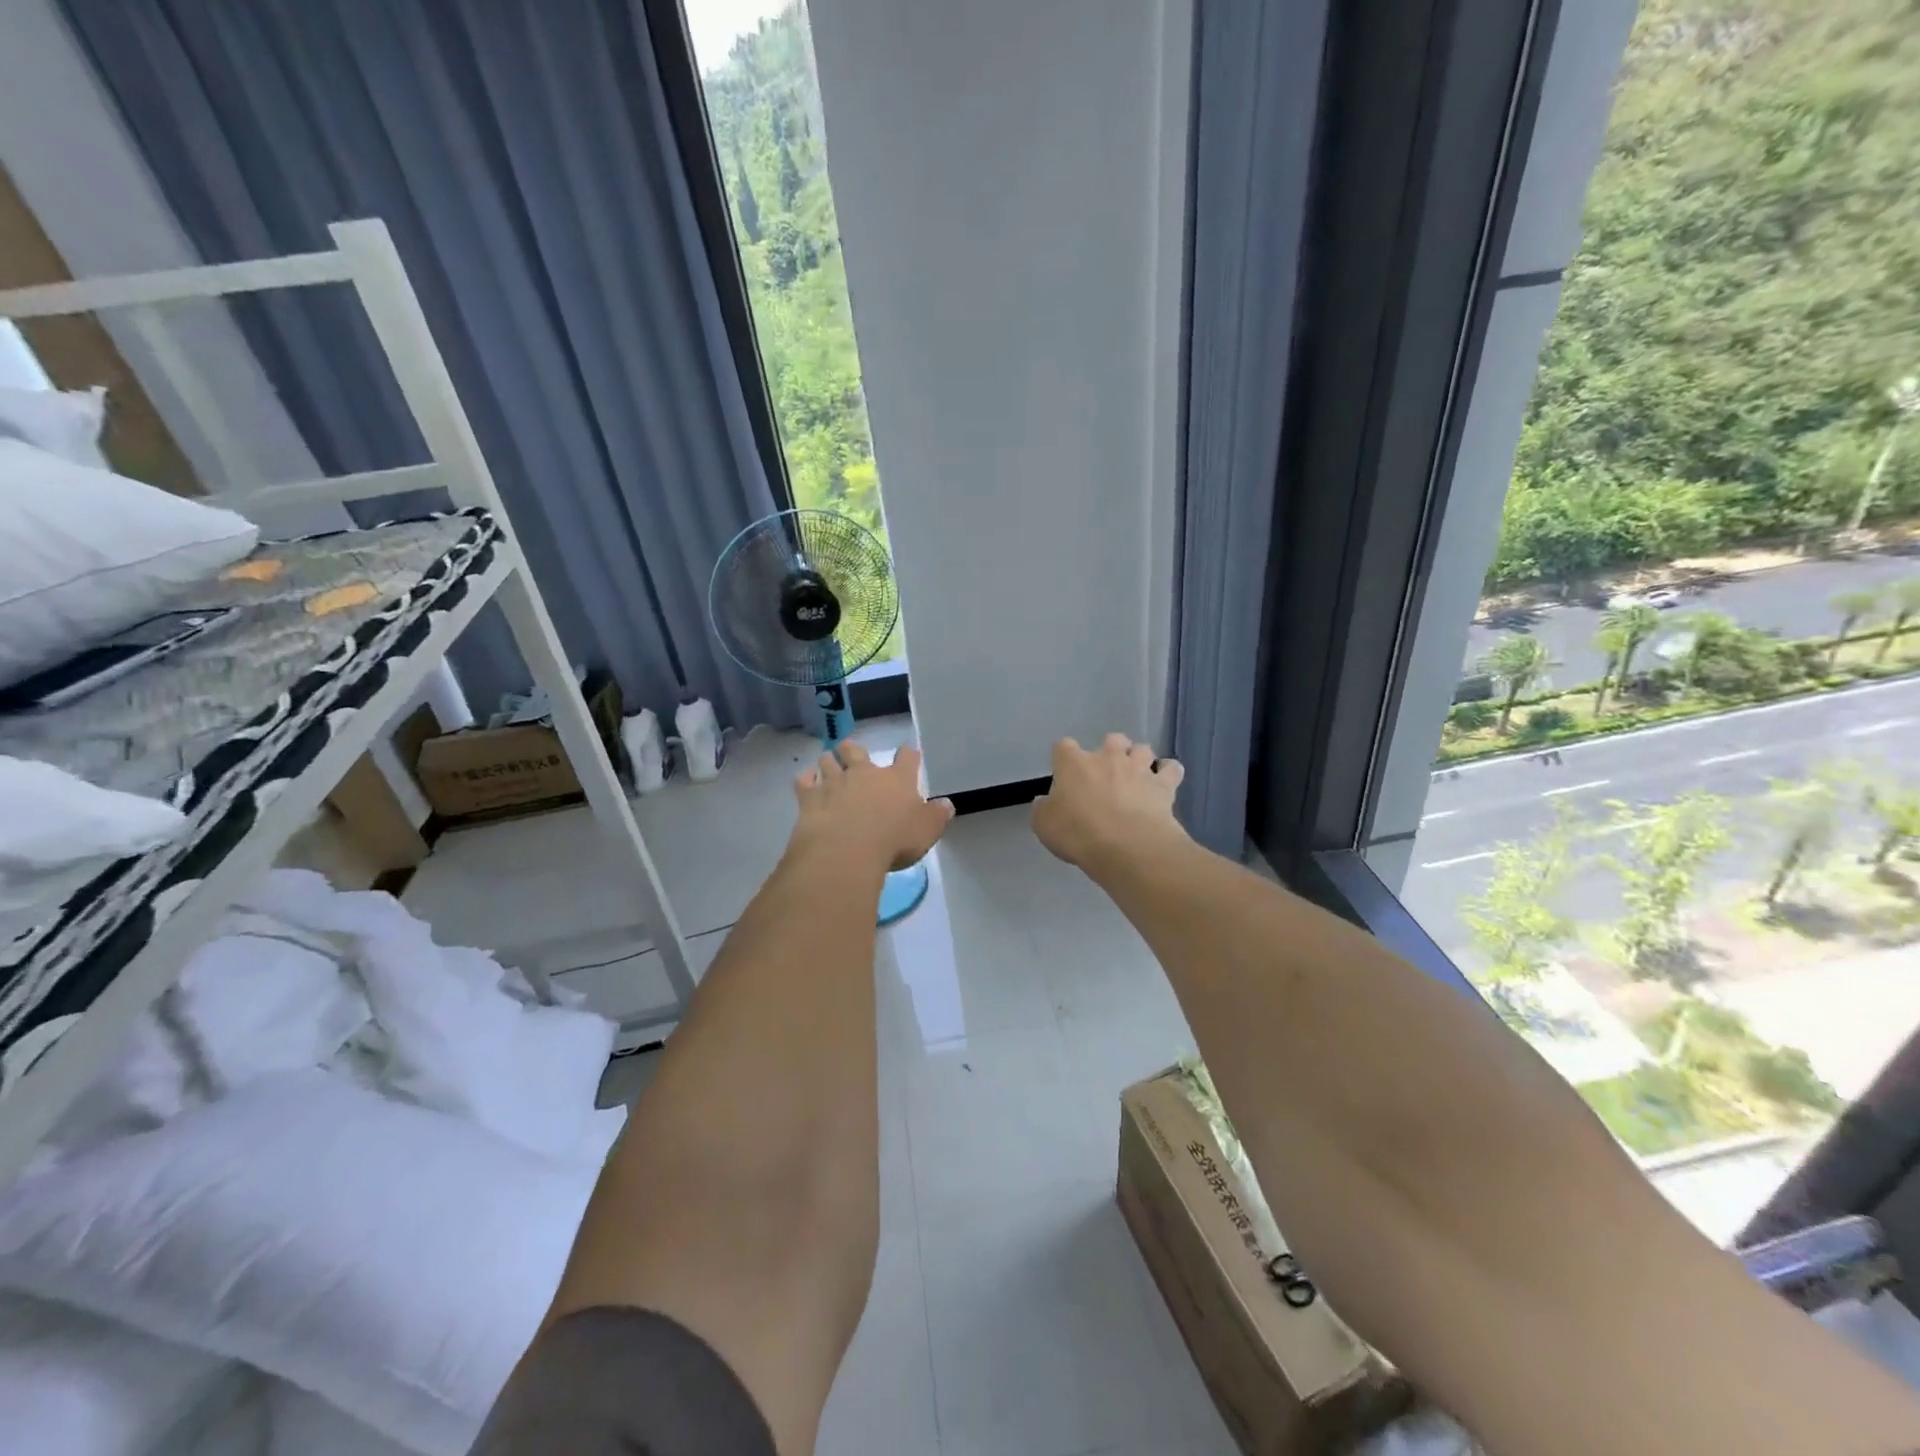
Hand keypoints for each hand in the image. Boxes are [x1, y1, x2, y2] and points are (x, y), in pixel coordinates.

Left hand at [791, 742, 954, 872]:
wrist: (846, 851)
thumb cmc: (893, 841)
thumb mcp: (926, 832)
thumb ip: (937, 816)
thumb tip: (947, 804)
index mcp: (897, 780)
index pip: (907, 759)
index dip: (908, 754)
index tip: (908, 752)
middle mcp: (864, 774)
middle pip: (856, 750)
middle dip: (854, 750)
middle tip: (852, 754)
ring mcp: (834, 783)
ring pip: (828, 761)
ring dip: (828, 761)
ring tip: (828, 765)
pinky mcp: (810, 798)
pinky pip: (804, 781)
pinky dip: (806, 780)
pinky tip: (807, 783)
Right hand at [1032, 734, 1186, 870]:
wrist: (1126, 846)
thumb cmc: (1078, 834)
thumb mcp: (1044, 825)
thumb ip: (1044, 809)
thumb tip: (1045, 801)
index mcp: (1074, 764)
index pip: (1063, 746)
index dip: (1064, 758)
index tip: (1064, 773)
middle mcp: (1108, 757)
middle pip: (1111, 739)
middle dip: (1110, 751)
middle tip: (1107, 773)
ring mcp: (1139, 769)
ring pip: (1143, 749)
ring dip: (1139, 759)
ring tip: (1137, 776)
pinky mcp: (1164, 785)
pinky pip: (1172, 769)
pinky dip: (1169, 773)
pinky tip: (1164, 783)